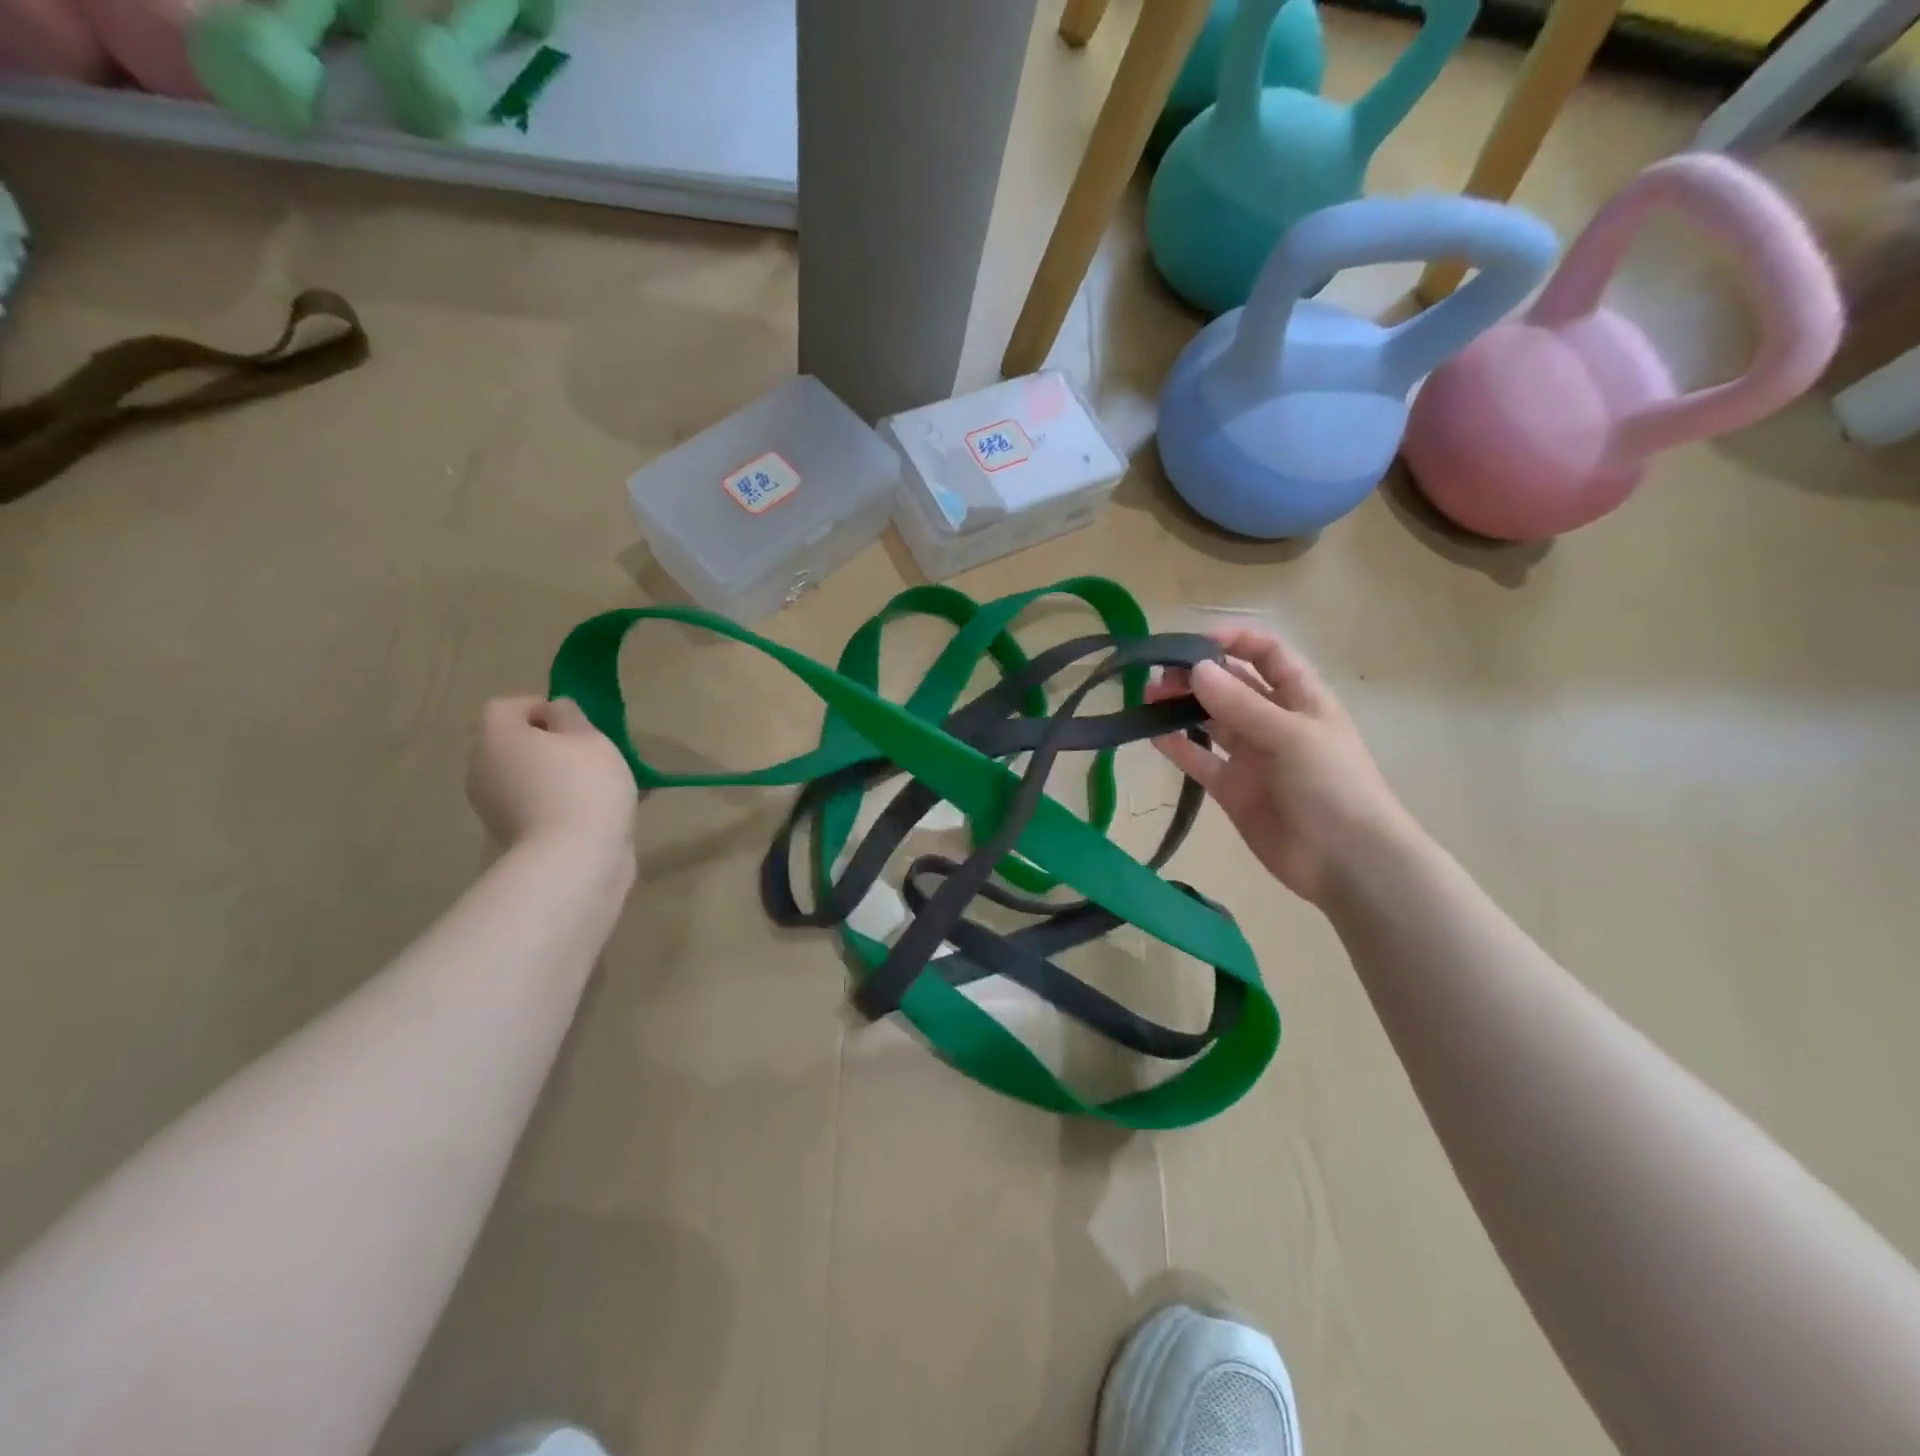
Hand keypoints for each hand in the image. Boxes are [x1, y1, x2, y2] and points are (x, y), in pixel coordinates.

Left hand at [466, 697, 637, 856]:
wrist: (575, 859)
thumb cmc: (584, 786)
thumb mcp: (590, 737)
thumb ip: (570, 715)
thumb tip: (554, 712)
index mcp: (497, 738)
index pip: (505, 707)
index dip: (539, 707)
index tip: (575, 723)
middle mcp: (483, 769)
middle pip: (513, 744)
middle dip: (549, 744)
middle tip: (590, 753)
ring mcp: (493, 807)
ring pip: (525, 776)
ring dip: (554, 775)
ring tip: (597, 787)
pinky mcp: (510, 835)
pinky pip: (534, 805)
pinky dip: (556, 803)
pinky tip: (592, 812)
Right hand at [1149, 627, 1416, 905]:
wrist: (1346, 862)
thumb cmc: (1332, 786)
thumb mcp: (1290, 736)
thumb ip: (1240, 703)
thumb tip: (1194, 668)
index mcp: (1300, 698)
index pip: (1267, 654)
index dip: (1234, 641)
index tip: (1193, 642)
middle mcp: (1273, 721)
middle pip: (1231, 685)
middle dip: (1196, 674)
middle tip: (1158, 675)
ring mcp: (1252, 756)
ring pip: (1210, 721)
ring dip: (1181, 707)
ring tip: (1147, 699)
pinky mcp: (1232, 789)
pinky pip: (1200, 760)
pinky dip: (1178, 746)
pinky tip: (1152, 735)